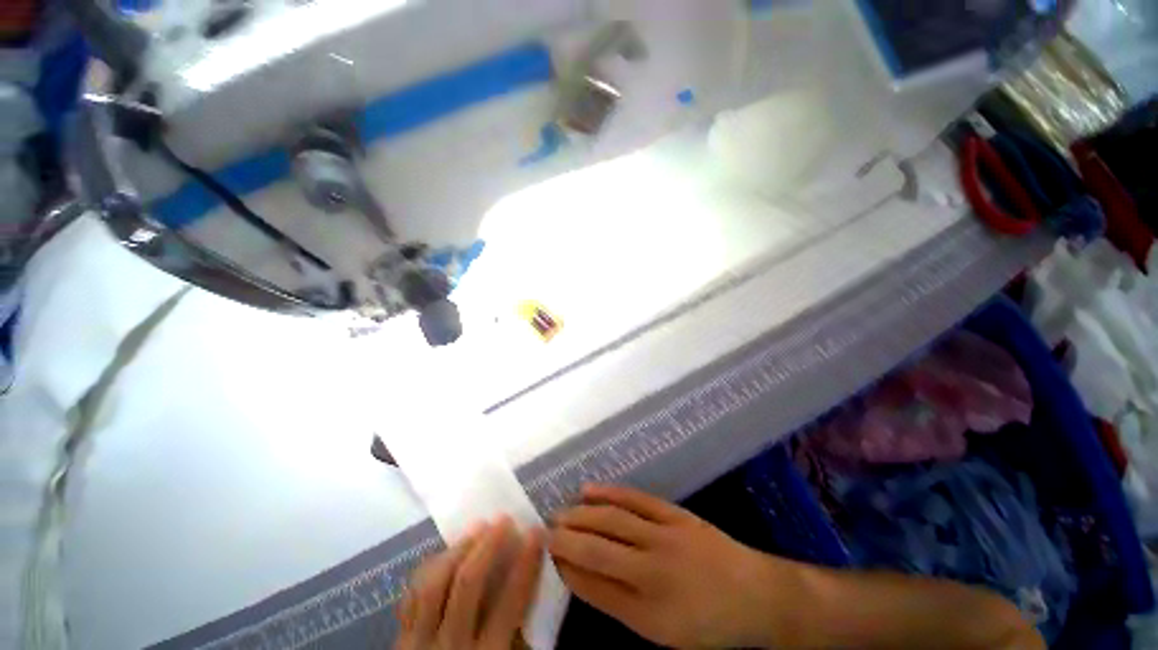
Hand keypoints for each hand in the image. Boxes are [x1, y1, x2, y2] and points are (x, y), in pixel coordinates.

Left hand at [395, 517, 543, 649]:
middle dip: (488, 546)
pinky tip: (446, 553)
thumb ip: (517, 635)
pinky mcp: (400, 638)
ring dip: (459, 549)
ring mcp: (420, 640)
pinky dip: (430, 567)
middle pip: (468, 584)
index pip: (511, 602)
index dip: (526, 563)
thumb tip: (528, 584)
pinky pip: (412, 594)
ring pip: (436, 583)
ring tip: (477, 528)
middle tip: (503, 520)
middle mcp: (452, 645)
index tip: (536, 532)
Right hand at [548, 484, 794, 648]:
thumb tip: (578, 576)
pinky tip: (588, 490)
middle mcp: (653, 570)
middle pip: (597, 549)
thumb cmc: (706, 622)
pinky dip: (609, 492)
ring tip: (559, 512)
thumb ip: (617, 603)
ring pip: (612, 520)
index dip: (565, 568)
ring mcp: (665, 536)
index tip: (545, 555)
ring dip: (580, 515)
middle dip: (565, 539)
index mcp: (649, 611)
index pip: (592, 585)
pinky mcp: (674, 514)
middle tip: (543, 530)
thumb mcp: (660, 632)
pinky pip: (635, 499)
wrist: (755, 594)